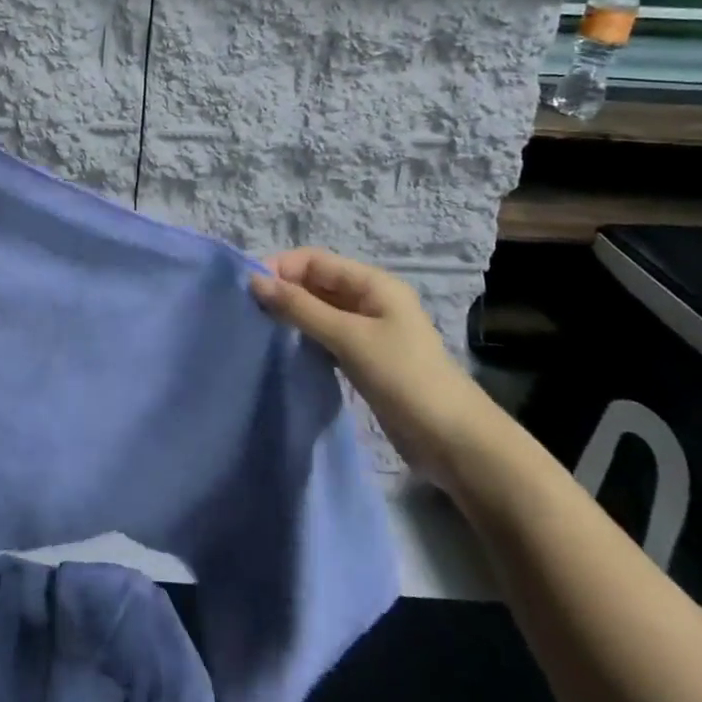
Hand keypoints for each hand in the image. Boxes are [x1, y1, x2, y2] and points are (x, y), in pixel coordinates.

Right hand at [251, 248, 497, 493]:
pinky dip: (304, 336)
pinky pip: (324, 335)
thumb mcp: (348, 337)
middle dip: (283, 291)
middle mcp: (369, 300)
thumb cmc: (403, 377)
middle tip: (249, 312)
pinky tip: (284, 348)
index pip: (314, 260)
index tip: (248, 291)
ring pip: (318, 310)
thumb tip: (254, 281)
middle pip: (315, 282)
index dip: (280, 268)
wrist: (453, 441)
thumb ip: (300, 308)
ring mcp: (367, 330)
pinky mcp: (363, 357)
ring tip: (260, 329)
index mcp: (372, 284)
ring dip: (291, 315)